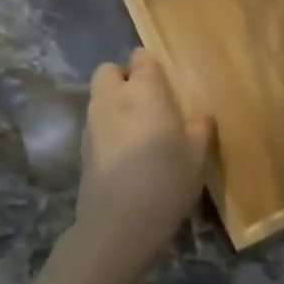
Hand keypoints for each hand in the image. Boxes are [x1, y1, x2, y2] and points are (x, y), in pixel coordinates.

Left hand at [68, 49, 213, 283]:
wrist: (118, 224)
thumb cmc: (165, 180)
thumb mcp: (196, 157)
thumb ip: (199, 130)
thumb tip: (201, 117)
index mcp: (143, 92)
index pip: (141, 58)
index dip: (150, 64)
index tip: (164, 79)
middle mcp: (112, 99)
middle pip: (107, 70)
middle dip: (123, 77)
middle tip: (146, 99)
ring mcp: (92, 124)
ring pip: (99, 98)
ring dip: (113, 103)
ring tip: (137, 127)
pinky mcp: (82, 150)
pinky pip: (95, 124)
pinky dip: (107, 128)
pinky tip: (125, 152)